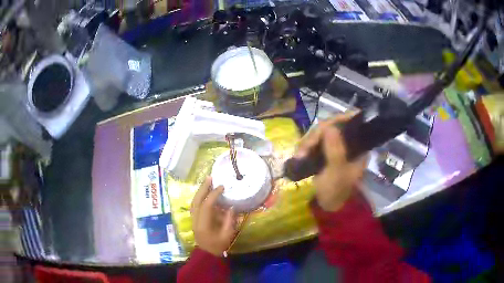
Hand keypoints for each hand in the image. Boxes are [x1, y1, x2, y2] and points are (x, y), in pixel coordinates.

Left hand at [190, 177, 235, 255]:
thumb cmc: (218, 246)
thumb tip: (231, 207)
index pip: (207, 205)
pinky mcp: (194, 219)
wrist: (207, 254)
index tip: (222, 187)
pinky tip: (204, 192)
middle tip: (210, 177)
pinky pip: (194, 205)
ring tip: (207, 182)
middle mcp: (195, 220)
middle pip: (196, 200)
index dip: (214, 195)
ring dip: (200, 191)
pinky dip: (199, 197)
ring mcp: (193, 219)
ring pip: (193, 201)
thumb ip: (229, 220)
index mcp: (204, 224)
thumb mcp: (227, 235)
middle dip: (203, 188)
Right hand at [294, 113, 367, 211]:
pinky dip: (306, 147)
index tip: (323, 128)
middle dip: (316, 136)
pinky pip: (315, 141)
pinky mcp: (325, 150)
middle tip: (304, 150)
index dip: (338, 120)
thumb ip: (335, 150)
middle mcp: (348, 142)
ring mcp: (336, 146)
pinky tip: (299, 156)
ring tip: (300, 156)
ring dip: (308, 143)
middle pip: (332, 126)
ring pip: (321, 133)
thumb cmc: (336, 190)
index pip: (351, 123)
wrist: (327, 205)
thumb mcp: (336, 171)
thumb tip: (329, 127)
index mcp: (358, 146)